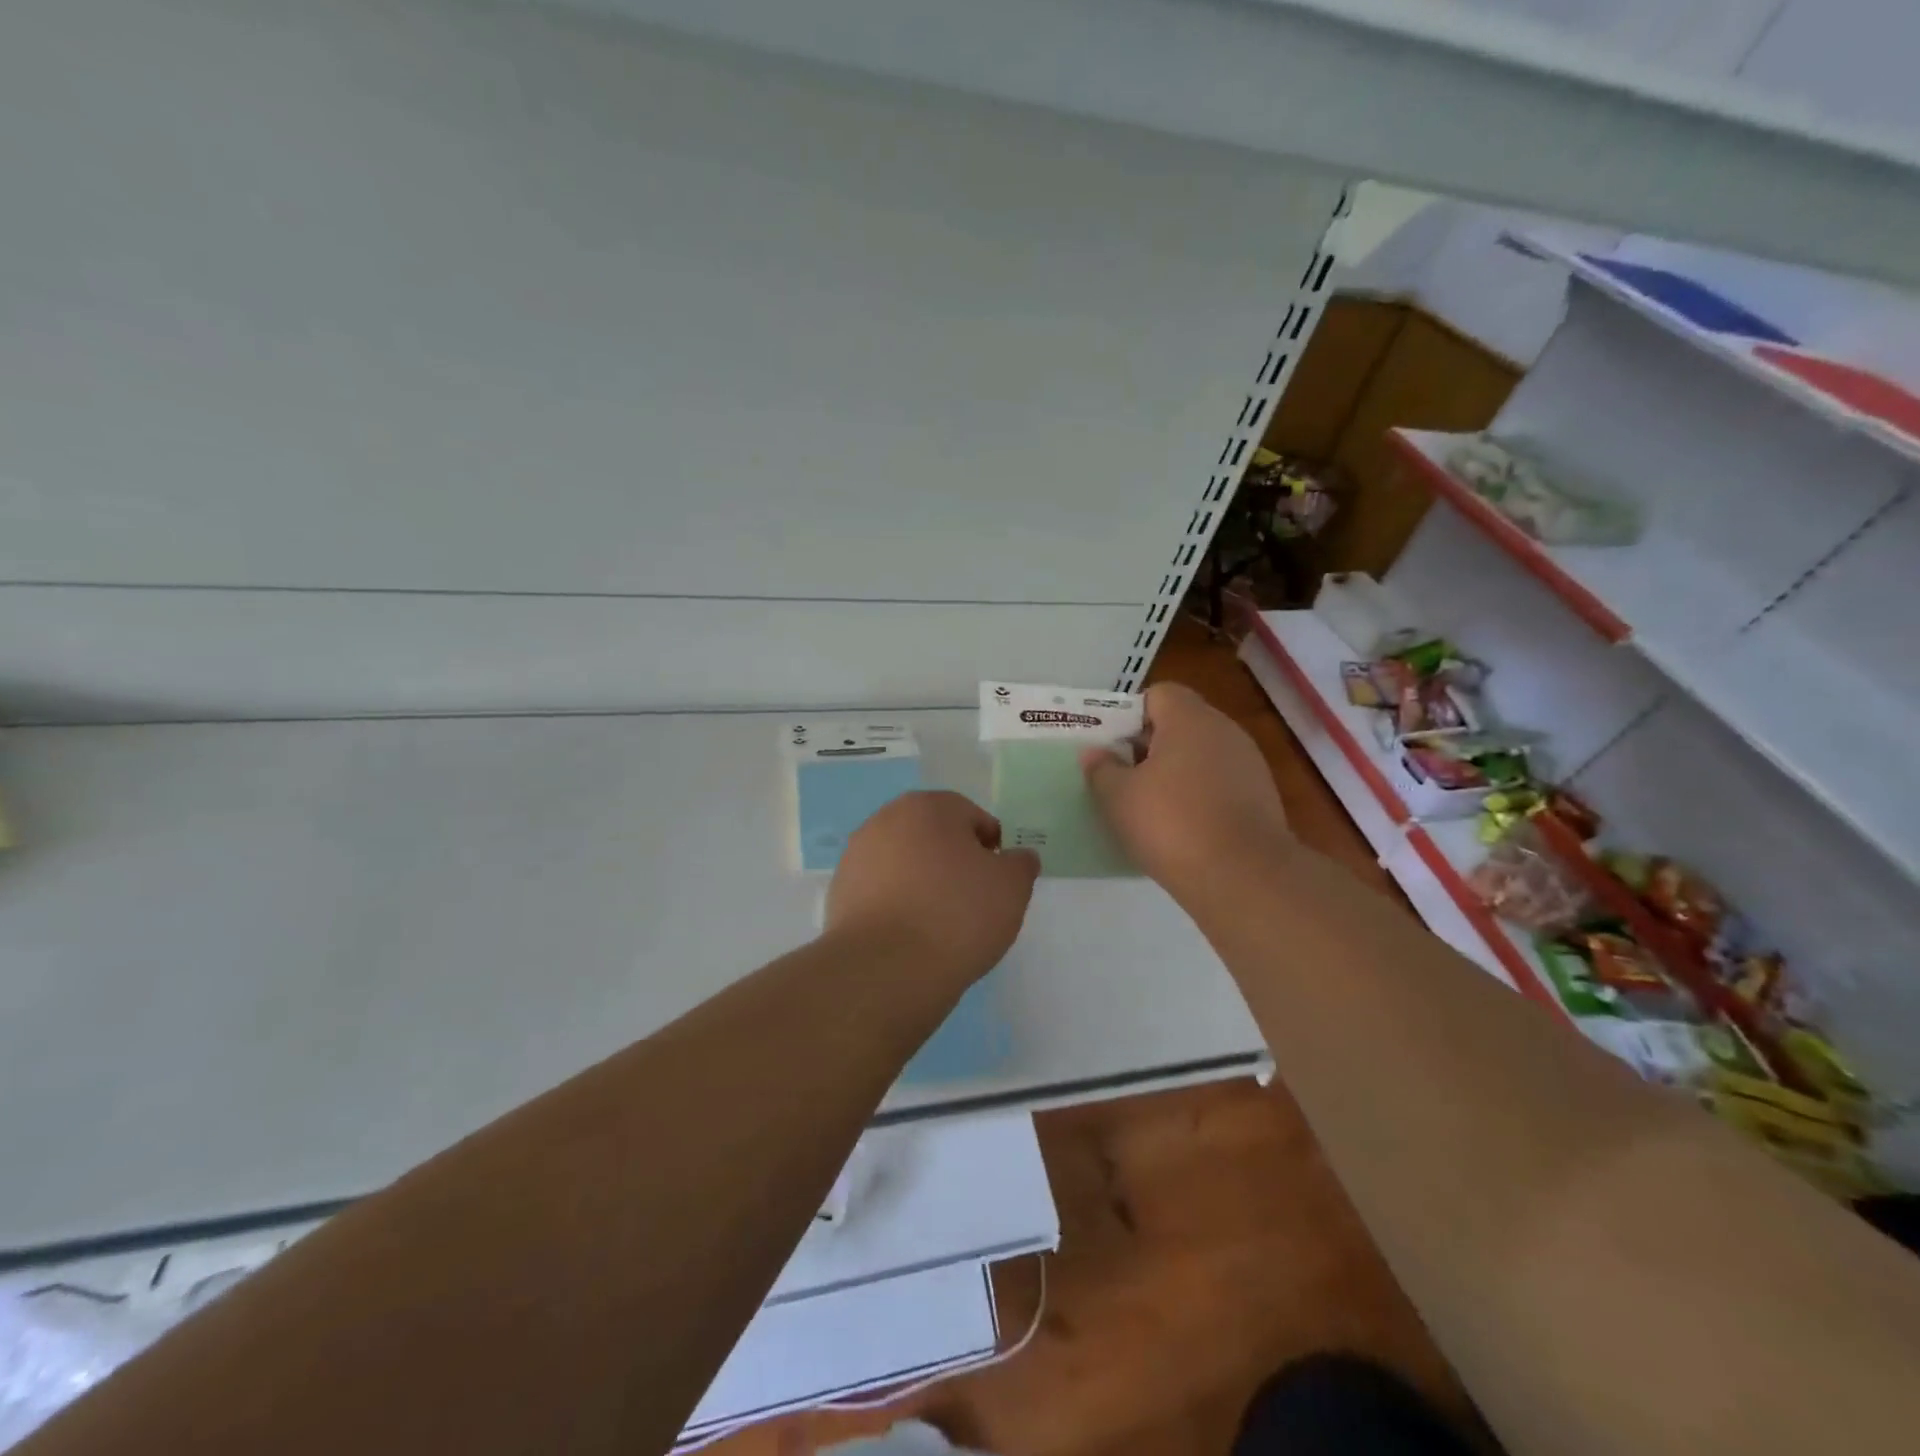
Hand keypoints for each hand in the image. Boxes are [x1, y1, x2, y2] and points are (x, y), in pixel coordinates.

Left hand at [824, 791, 1040, 986]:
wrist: (887, 969)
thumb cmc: (957, 916)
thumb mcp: (1012, 888)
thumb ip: (1020, 864)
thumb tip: (1016, 857)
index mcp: (928, 806)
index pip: (971, 817)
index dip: (991, 848)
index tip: (997, 883)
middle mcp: (886, 819)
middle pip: (933, 836)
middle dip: (953, 861)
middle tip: (971, 902)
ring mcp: (857, 855)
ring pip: (904, 862)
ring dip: (922, 881)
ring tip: (938, 923)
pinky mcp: (839, 891)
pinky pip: (880, 890)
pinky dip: (896, 904)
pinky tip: (909, 935)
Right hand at [1081, 683, 1290, 898]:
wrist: (1243, 877)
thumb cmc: (1171, 823)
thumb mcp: (1118, 797)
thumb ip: (1101, 769)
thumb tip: (1095, 753)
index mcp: (1190, 719)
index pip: (1158, 694)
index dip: (1131, 715)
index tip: (1112, 745)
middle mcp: (1224, 731)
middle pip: (1181, 723)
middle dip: (1150, 745)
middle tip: (1122, 775)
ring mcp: (1248, 764)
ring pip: (1201, 755)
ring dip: (1175, 772)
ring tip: (1149, 805)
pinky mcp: (1261, 797)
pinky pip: (1219, 783)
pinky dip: (1199, 796)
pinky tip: (1181, 826)